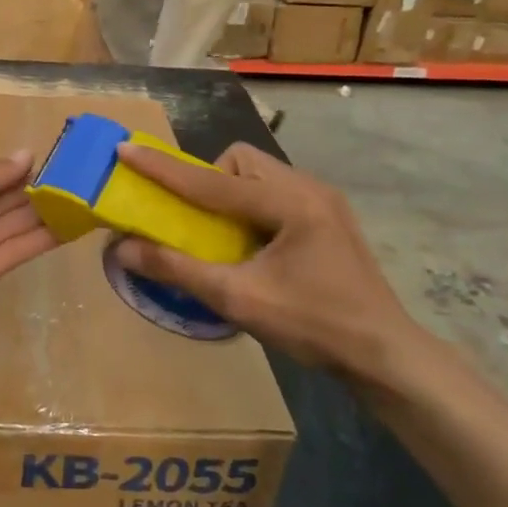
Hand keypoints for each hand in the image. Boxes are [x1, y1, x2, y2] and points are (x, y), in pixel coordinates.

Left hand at [0, 152, 58, 355]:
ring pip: (7, 228)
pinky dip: (38, 241)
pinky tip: (66, 228)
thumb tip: (28, 155)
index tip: (45, 164)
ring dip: (40, 215)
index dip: (10, 172)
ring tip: (77, 202)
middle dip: (29, 193)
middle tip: (70, 182)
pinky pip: (11, 254)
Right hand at [113, 142, 425, 387]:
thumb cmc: (314, 326)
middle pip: (240, 161)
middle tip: (196, 220)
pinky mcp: (327, 216)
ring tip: (223, 235)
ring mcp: (323, 200)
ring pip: (258, 173)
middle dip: (207, 180)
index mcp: (290, 203)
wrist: (384, 355)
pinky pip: (274, 191)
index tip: (124, 151)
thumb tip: (123, 249)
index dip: (163, 168)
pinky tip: (252, 244)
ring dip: (228, 193)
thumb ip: (178, 269)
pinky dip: (249, 206)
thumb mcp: (238, 299)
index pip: (212, 180)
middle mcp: (308, 188)